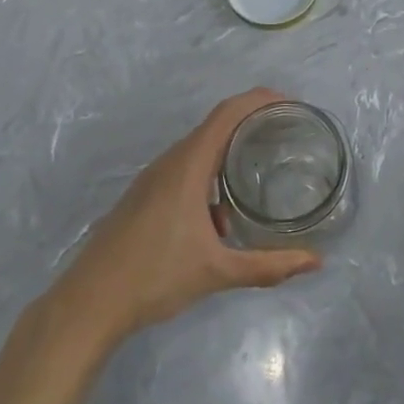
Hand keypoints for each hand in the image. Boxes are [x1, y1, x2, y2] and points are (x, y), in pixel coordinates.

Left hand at [54, 88, 320, 345]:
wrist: (89, 304)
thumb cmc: (154, 277)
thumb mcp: (218, 272)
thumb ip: (268, 266)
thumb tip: (315, 262)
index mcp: (188, 165)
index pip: (228, 113)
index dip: (259, 100)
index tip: (291, 104)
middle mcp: (170, 162)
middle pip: (216, 125)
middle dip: (251, 123)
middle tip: (286, 134)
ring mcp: (153, 178)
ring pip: (199, 149)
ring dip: (230, 152)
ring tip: (261, 167)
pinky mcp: (144, 195)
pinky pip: (185, 168)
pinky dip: (211, 174)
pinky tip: (222, 213)